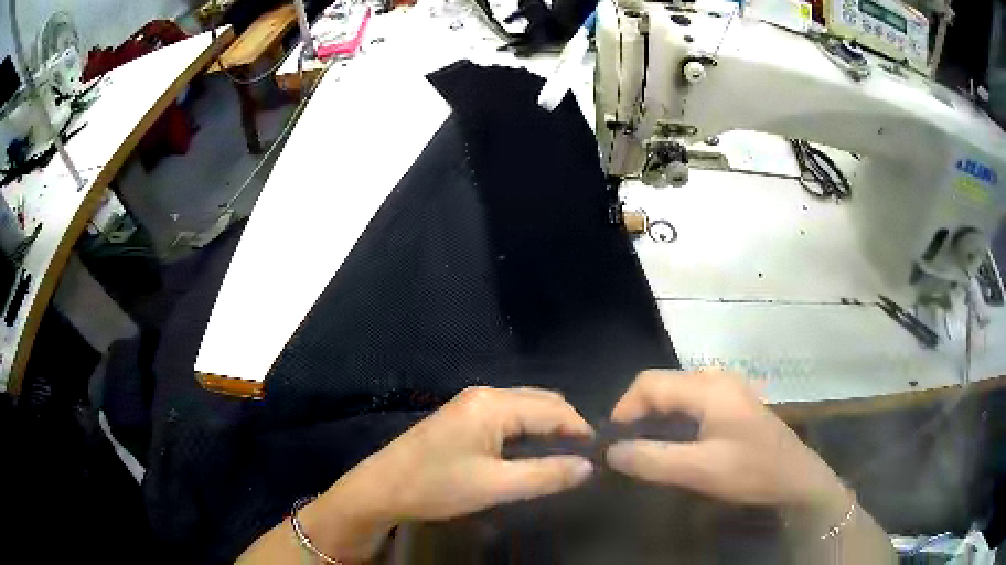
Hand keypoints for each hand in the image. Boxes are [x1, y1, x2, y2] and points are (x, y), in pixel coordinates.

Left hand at [303, 387, 594, 558]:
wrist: (382, 488)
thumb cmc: (437, 486)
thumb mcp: (495, 486)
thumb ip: (545, 474)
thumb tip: (588, 467)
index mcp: (494, 404)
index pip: (554, 409)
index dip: (580, 430)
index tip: (598, 455)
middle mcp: (485, 394)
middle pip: (542, 402)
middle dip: (566, 425)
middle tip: (584, 457)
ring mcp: (471, 403)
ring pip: (525, 407)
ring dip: (547, 427)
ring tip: (565, 456)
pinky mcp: (463, 416)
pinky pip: (509, 415)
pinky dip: (528, 429)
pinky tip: (533, 451)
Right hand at [605, 370, 845, 514]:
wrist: (796, 479)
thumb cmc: (751, 471)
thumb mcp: (698, 470)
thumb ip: (652, 459)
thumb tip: (612, 451)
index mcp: (708, 387)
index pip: (649, 383)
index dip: (624, 409)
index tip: (613, 442)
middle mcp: (716, 379)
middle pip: (663, 385)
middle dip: (638, 413)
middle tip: (627, 448)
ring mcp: (728, 389)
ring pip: (677, 393)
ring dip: (656, 417)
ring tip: (646, 447)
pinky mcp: (733, 404)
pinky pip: (692, 402)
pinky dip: (674, 420)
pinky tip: (675, 443)